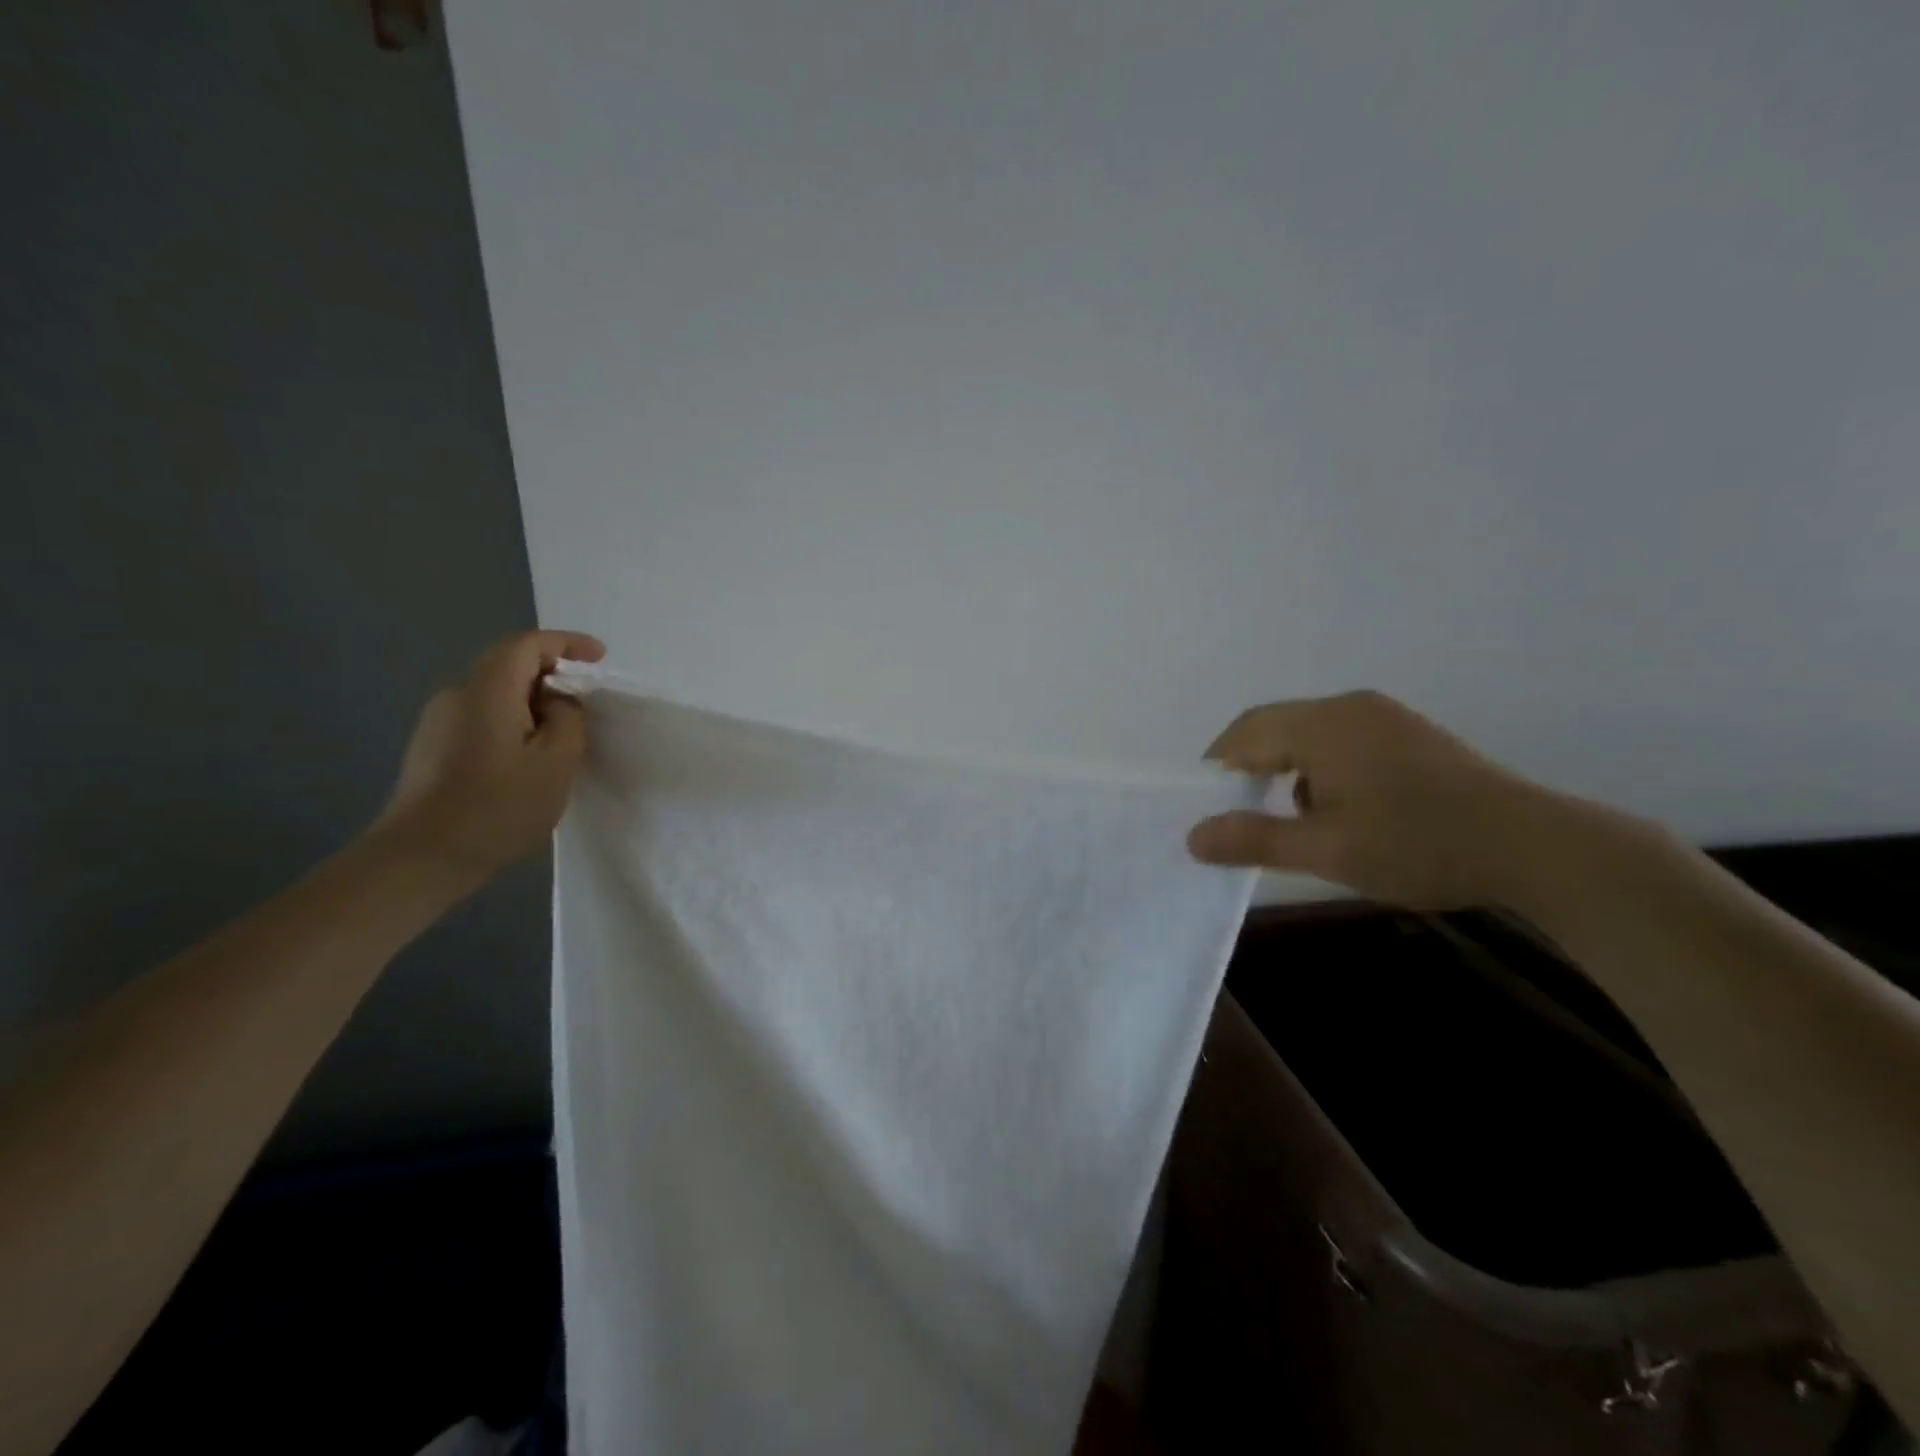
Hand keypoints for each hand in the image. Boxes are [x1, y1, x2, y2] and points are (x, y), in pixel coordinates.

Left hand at [372, 629, 605, 879]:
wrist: (419, 859)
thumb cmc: (497, 807)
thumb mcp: (555, 763)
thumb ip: (569, 720)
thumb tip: (560, 702)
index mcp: (487, 691)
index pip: (526, 645)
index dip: (566, 643)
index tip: (600, 657)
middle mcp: (456, 695)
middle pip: (508, 665)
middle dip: (552, 673)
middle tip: (587, 701)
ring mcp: (438, 722)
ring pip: (495, 694)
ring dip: (533, 702)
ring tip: (563, 736)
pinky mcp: (432, 748)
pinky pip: (482, 717)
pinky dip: (513, 722)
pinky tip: (528, 757)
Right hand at [1187, 690, 1577, 910]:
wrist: (1535, 847)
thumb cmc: (1418, 845)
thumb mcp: (1327, 851)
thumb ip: (1254, 840)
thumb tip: (1192, 836)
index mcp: (1324, 724)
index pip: (1245, 732)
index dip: (1217, 767)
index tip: (1207, 808)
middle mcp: (1349, 706)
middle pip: (1275, 726)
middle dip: (1250, 769)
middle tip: (1241, 816)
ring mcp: (1384, 717)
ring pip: (1309, 734)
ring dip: (1287, 770)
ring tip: (1293, 819)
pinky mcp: (1409, 734)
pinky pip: (1342, 739)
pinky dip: (1321, 768)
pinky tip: (1341, 810)